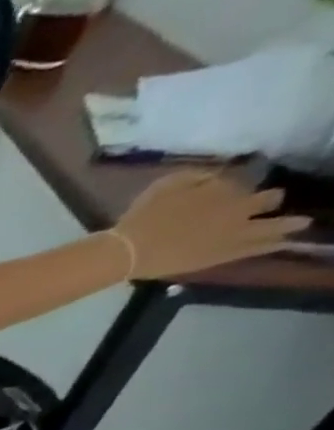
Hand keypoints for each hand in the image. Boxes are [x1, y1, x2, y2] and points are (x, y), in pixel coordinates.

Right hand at [113, 170, 307, 280]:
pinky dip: (273, 244)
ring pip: (275, 224)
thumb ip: (195, 176)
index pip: (243, 179)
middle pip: (268, 198)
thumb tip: (213, 175)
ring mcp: (236, 232)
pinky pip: (257, 247)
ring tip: (300, 223)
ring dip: (288, 223)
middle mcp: (240, 207)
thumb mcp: (165, 185)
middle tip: (271, 199)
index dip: (238, 181)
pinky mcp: (225, 254)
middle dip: (270, 198)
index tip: (231, 185)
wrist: (128, 251)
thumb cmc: (141, 218)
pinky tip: (283, 242)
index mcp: (224, 187)